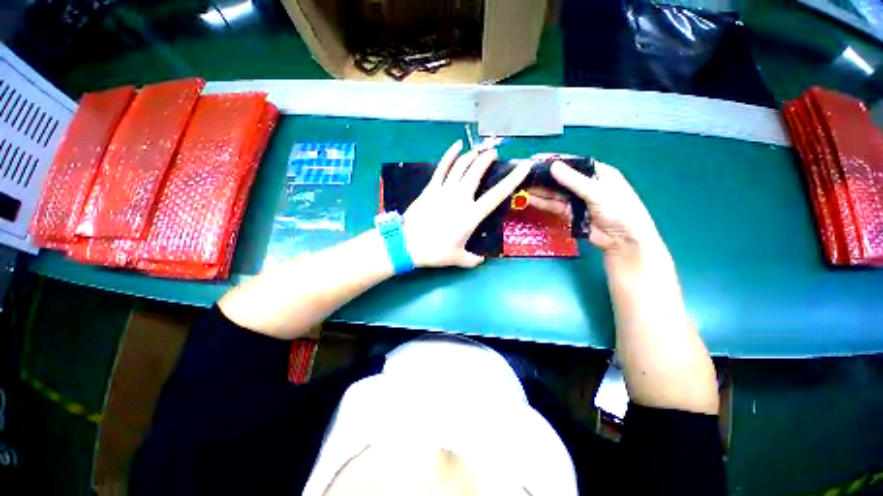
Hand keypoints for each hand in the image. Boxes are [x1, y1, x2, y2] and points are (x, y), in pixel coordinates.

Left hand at [402, 140, 531, 267]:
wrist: (407, 244)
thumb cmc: (435, 251)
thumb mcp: (457, 259)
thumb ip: (473, 260)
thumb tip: (481, 260)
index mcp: (472, 215)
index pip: (497, 194)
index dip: (513, 179)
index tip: (524, 166)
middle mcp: (461, 198)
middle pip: (477, 171)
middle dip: (488, 159)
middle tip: (494, 153)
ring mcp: (444, 190)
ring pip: (461, 166)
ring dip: (472, 155)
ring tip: (480, 149)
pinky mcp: (431, 188)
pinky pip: (442, 167)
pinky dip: (450, 155)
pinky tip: (456, 145)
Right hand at [530, 161, 664, 261]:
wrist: (623, 240)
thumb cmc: (619, 210)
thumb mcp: (597, 192)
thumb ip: (574, 180)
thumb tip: (553, 166)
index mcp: (596, 173)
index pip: (572, 163)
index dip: (553, 160)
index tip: (535, 159)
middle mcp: (585, 184)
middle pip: (560, 178)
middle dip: (542, 176)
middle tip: (523, 174)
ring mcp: (576, 199)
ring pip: (554, 192)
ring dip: (539, 190)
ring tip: (521, 186)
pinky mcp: (570, 213)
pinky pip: (554, 205)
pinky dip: (542, 202)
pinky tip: (529, 198)